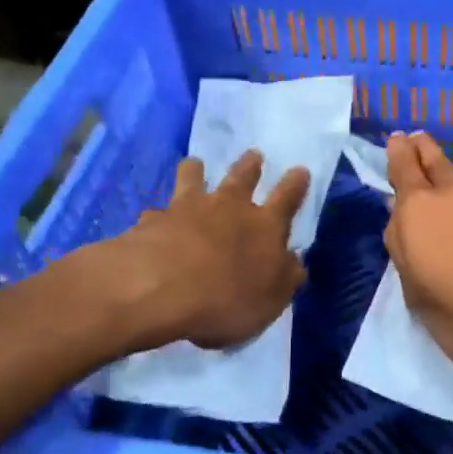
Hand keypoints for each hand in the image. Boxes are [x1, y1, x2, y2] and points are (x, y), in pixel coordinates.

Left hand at [106, 150, 310, 349]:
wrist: (161, 289)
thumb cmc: (227, 298)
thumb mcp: (271, 299)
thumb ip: (285, 277)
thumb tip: (294, 262)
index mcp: (264, 225)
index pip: (287, 198)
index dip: (295, 183)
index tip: (300, 170)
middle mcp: (228, 207)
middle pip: (242, 176)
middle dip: (250, 164)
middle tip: (253, 154)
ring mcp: (187, 208)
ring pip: (193, 177)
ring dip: (196, 170)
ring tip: (195, 164)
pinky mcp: (153, 221)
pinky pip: (156, 212)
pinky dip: (158, 215)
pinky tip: (153, 220)